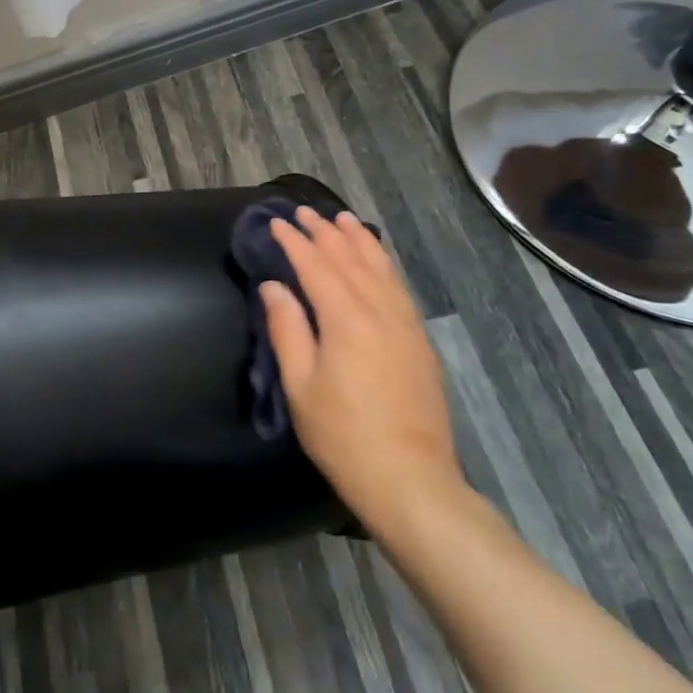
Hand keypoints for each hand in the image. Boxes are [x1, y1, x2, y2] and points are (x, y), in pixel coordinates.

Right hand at [262, 207, 463, 523]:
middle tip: (305, 212)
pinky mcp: (419, 341)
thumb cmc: (344, 436)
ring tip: (343, 219)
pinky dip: (383, 264)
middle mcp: (379, 311)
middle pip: (350, 259)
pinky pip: (398, 287)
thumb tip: (273, 287)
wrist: (410, 480)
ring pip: (380, 268)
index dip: (295, 242)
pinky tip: (377, 260)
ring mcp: (405, 324)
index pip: (316, 266)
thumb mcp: (301, 386)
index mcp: (346, 319)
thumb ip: (287, 329)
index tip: (277, 222)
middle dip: (325, 232)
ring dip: (358, 240)